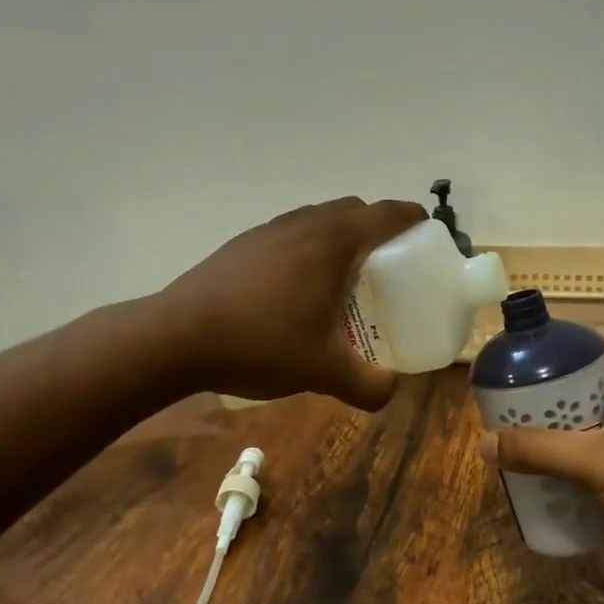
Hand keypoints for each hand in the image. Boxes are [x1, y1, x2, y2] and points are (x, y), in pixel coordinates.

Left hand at [162, 196, 427, 408]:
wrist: (176, 337)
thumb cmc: (261, 343)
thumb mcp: (323, 371)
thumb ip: (368, 385)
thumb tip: (389, 392)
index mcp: (332, 242)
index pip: (386, 214)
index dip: (412, 220)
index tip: (426, 237)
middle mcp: (303, 224)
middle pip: (353, 212)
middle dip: (377, 231)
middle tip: (387, 269)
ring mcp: (267, 231)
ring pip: (317, 222)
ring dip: (339, 240)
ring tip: (342, 282)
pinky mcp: (242, 245)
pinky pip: (290, 236)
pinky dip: (307, 251)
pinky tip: (296, 293)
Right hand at [478, 326, 603, 558]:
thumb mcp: (594, 462)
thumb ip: (539, 451)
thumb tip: (483, 442)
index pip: (602, 337)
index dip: (566, 339)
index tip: (528, 354)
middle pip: (600, 376)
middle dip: (560, 386)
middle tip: (521, 400)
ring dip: (573, 421)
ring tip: (534, 434)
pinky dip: (590, 449)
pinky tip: (567, 470)